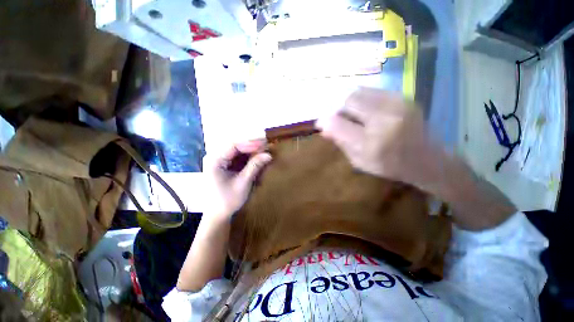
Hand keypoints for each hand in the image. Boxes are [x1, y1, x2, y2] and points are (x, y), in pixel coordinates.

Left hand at [204, 141, 271, 220]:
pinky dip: (248, 157)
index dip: (250, 143)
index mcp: (215, 161)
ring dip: (251, 151)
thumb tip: (268, 155)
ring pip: (238, 151)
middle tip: (266, 146)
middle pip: (236, 146)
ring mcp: (220, 161)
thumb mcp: (243, 183)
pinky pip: (238, 157)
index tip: (264, 144)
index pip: (233, 145)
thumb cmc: (228, 200)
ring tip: (264, 152)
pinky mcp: (225, 165)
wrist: (218, 214)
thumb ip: (255, 166)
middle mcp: (215, 157)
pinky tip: (257, 158)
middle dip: (252, 146)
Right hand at [318, 88, 435, 186]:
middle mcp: (384, 121)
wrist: (427, 159)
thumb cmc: (389, 166)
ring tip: (351, 114)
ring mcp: (396, 105)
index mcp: (371, 144)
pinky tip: (363, 110)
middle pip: (348, 101)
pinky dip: (361, 99)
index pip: (338, 125)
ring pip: (358, 92)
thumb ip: (340, 142)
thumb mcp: (359, 161)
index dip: (325, 121)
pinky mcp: (403, 97)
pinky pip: (371, 91)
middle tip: (338, 118)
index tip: (320, 123)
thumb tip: (323, 126)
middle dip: (337, 109)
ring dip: (348, 103)